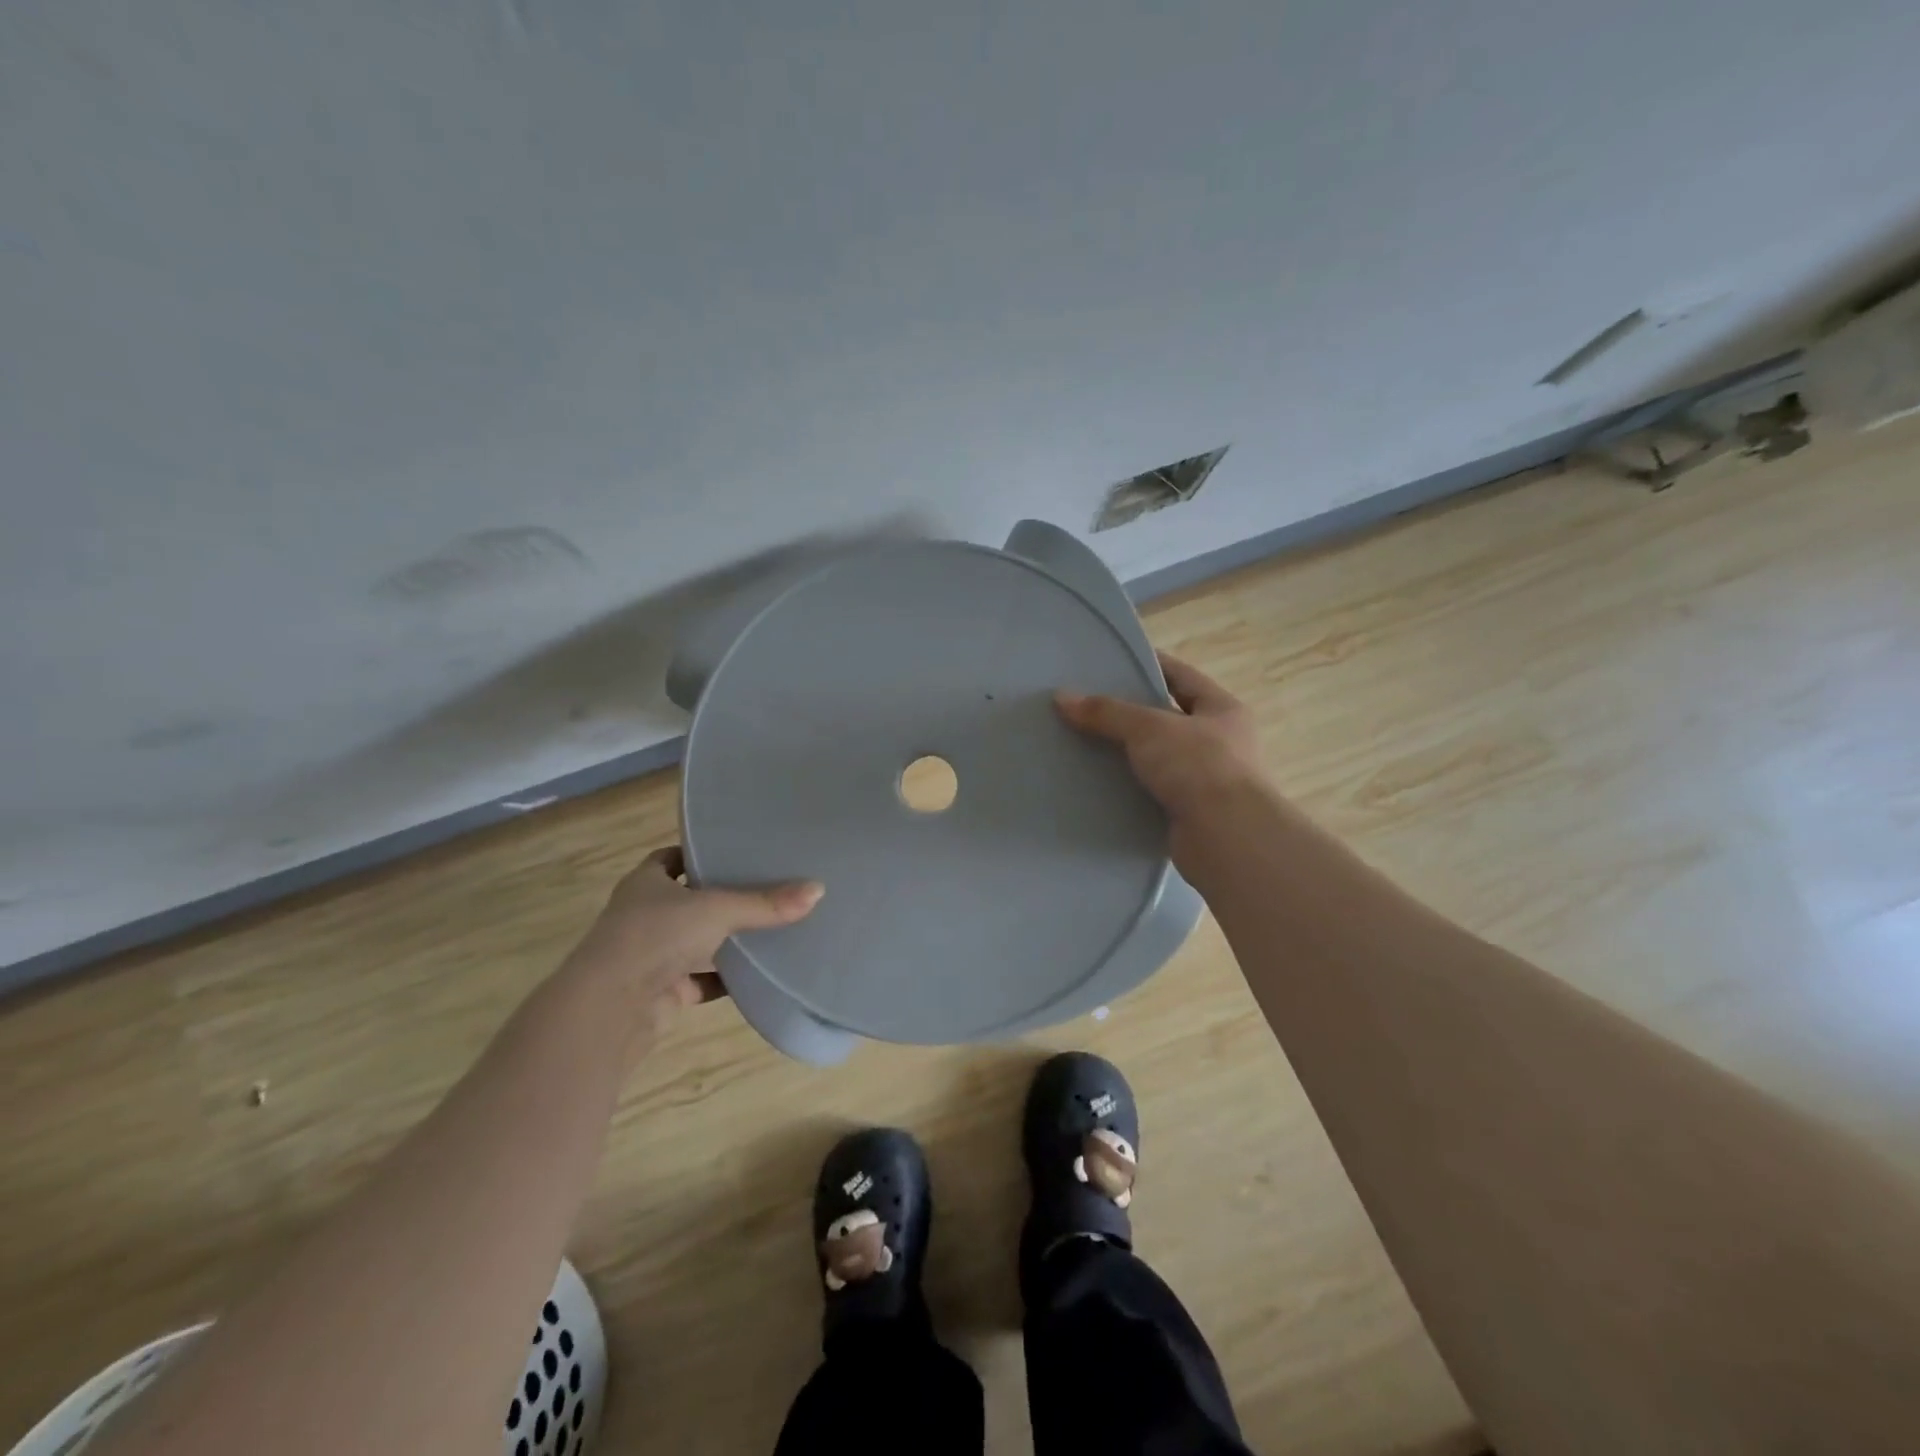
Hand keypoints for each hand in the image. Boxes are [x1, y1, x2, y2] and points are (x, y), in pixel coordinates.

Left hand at [564, 845, 822, 1031]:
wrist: (611, 1007)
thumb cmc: (656, 936)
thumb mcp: (717, 909)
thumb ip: (766, 903)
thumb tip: (818, 889)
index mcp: (645, 883)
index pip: (670, 859)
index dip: (697, 855)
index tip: (733, 852)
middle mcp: (644, 916)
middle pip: (686, 901)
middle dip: (719, 898)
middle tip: (765, 888)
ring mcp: (651, 956)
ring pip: (695, 943)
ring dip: (723, 941)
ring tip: (769, 929)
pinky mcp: (662, 992)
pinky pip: (701, 980)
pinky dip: (725, 979)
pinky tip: (756, 975)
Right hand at [1056, 652, 1266, 847]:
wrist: (1227, 839)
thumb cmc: (1199, 768)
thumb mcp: (1149, 728)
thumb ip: (1106, 712)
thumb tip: (1061, 697)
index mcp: (1222, 710)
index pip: (1180, 676)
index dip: (1147, 665)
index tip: (1109, 663)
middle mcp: (1220, 743)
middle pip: (1166, 719)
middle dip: (1128, 714)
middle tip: (1085, 707)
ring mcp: (1206, 781)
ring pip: (1157, 758)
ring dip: (1125, 755)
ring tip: (1082, 745)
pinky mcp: (1189, 814)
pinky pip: (1151, 792)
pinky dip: (1128, 789)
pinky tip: (1096, 785)